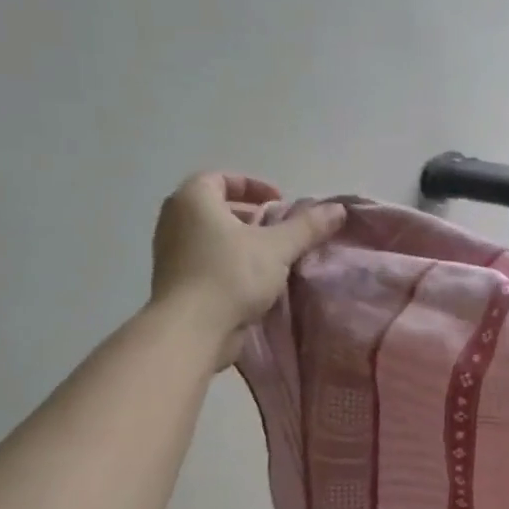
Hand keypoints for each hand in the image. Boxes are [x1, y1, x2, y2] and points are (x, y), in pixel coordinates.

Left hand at [151, 173, 344, 367]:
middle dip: (250, 214)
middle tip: (279, 228)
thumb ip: (307, 226)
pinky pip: (206, 260)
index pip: (220, 178)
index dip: (252, 185)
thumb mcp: (278, 247)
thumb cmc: (231, 275)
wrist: (191, 330)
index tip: (280, 201)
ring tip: (271, 255)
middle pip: (215, 207)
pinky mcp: (175, 281)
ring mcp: (170, 252)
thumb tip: (338, 208)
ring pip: (211, 235)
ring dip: (241, 240)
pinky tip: (254, 280)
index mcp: (193, 200)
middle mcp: (174, 219)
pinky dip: (229, 261)